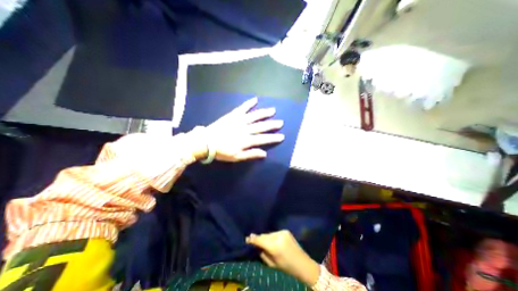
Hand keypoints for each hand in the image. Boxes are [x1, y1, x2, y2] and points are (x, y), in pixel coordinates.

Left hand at [202, 96, 284, 160]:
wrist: (205, 142)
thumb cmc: (221, 151)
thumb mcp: (236, 157)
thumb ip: (250, 154)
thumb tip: (264, 154)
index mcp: (245, 140)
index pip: (263, 139)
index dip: (273, 138)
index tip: (282, 136)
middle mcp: (244, 129)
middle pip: (261, 126)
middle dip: (272, 125)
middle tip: (281, 122)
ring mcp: (238, 120)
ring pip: (254, 116)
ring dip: (264, 113)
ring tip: (273, 110)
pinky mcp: (232, 115)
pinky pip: (242, 108)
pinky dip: (248, 104)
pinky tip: (255, 99)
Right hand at [245, 231, 321, 284]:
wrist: (303, 264)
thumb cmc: (287, 268)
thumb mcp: (273, 265)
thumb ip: (263, 254)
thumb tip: (257, 246)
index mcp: (275, 247)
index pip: (261, 240)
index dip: (253, 239)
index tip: (247, 238)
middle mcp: (278, 236)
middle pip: (265, 235)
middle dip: (259, 238)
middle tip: (253, 239)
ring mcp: (282, 232)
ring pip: (269, 234)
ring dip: (266, 237)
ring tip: (263, 241)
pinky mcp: (286, 231)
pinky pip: (275, 233)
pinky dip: (272, 236)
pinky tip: (272, 240)